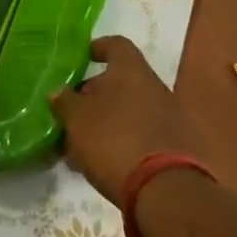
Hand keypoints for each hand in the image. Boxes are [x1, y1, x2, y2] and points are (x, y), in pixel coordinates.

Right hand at [51, 36, 200, 205]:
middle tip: (73, 112)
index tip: (81, 59)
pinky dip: (124, 142)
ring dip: (108, 122)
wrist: (166, 192)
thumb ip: (65, 101)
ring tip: (83, 144)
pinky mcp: (177, 149)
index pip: (115, 45)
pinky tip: (105, 163)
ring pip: (131, 111)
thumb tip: (59, 92)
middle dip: (96, 94)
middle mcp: (155, 87)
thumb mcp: (77, 119)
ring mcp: (170, 119)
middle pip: (122, 81)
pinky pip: (143, 135)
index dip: (97, 48)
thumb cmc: (114, 139)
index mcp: (131, 70)